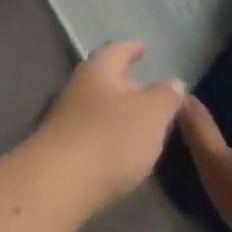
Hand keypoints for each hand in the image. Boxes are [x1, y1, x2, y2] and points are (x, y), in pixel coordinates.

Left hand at [28, 42, 184, 216]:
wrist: (58, 184)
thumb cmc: (110, 137)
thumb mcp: (152, 113)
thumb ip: (166, 96)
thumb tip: (172, 82)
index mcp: (98, 71)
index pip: (117, 50)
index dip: (132, 48)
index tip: (144, 47)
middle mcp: (77, 89)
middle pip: (105, 80)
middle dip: (127, 85)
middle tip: (150, 91)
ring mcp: (66, 120)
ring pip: (98, 108)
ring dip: (119, 114)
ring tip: (143, 124)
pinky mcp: (63, 150)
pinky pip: (92, 134)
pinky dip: (109, 137)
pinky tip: (123, 152)